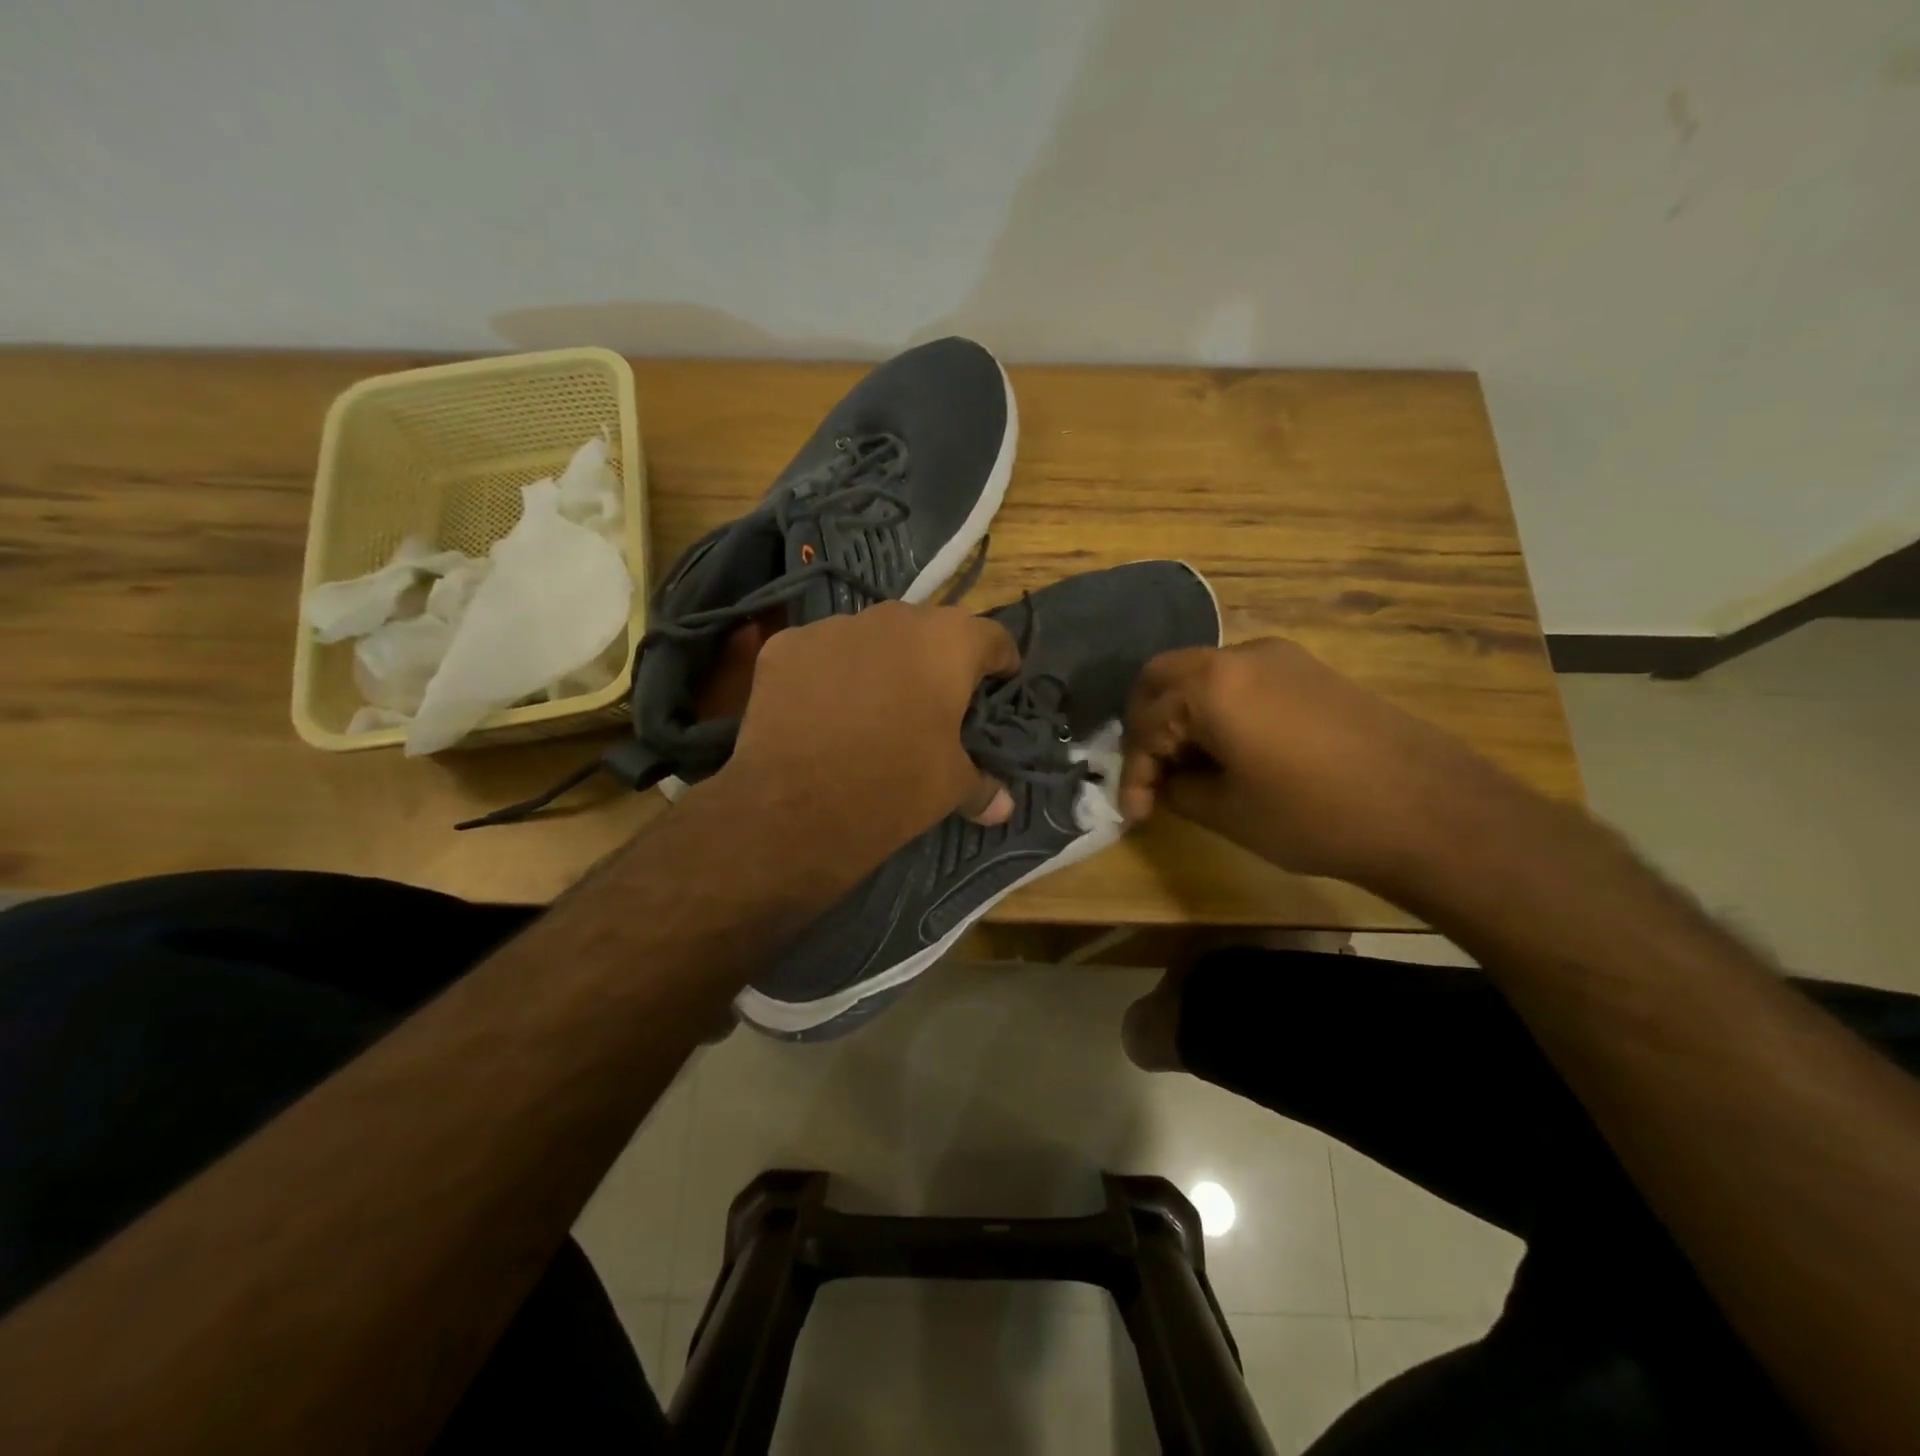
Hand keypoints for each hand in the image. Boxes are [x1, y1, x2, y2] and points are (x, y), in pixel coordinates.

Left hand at [716, 601, 1020, 865]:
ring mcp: (833, 626)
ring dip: (880, 664)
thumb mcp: (949, 790)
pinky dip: (828, 675)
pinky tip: (820, 713)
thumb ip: (981, 786)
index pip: (992, 638)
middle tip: (932, 704)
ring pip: (871, 638)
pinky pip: (820, 653)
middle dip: (935, 662)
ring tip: (871, 709)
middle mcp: (894, 619)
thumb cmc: (890, 787)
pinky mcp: (785, 646)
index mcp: (948, 643)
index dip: (1000, 664)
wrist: (789, 806)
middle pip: (928, 632)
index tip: (998, 688)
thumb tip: (1004, 806)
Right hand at [1120, 638, 1513, 888]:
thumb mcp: (1227, 812)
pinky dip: (1217, 710)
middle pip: (1163, 679)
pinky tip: (1230, 752)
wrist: (1429, 810)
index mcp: (1210, 685)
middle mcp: (1239, 655)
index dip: (1134, 772)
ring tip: (1190, 770)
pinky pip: (1240, 681)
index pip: (1146, 723)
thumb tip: (1165, 781)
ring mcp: (1280, 657)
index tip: (1135, 813)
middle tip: (1151, 774)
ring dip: (1183, 717)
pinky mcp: (1309, 671)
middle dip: (1147, 728)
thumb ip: (1178, 789)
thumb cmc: (1314, 815)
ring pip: (1202, 676)